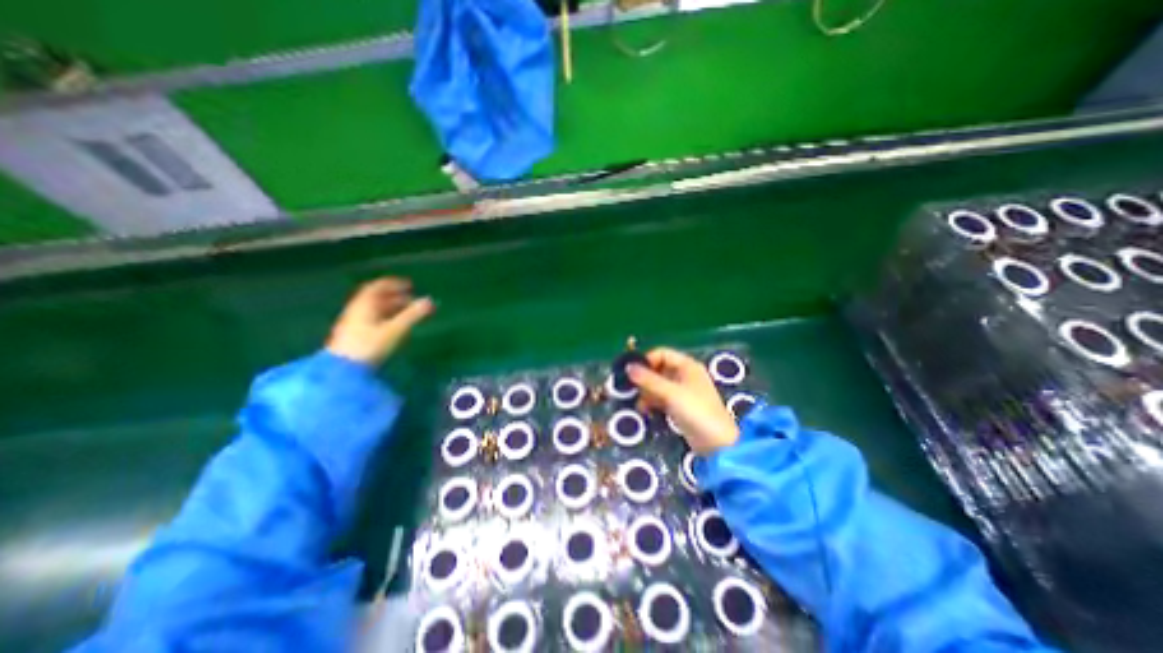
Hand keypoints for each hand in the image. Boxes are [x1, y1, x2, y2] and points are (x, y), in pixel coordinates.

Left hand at [325, 276, 436, 363]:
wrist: (342, 370)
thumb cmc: (370, 345)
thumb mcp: (395, 329)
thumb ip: (413, 315)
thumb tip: (429, 301)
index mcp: (364, 304)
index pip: (377, 287)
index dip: (394, 284)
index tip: (410, 285)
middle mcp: (357, 310)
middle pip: (376, 298)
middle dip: (396, 297)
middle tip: (412, 300)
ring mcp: (354, 323)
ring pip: (374, 310)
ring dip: (392, 308)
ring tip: (408, 313)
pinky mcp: (354, 336)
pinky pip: (372, 320)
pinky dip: (386, 318)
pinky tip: (395, 327)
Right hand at [632, 347, 740, 454]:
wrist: (717, 443)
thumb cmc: (696, 411)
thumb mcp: (671, 393)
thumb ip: (649, 380)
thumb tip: (628, 367)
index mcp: (687, 366)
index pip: (662, 354)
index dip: (647, 360)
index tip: (632, 372)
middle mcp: (685, 375)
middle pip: (659, 369)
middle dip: (645, 378)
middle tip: (632, 389)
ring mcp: (682, 391)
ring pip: (658, 385)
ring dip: (646, 392)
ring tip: (639, 404)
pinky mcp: (679, 406)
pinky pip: (661, 398)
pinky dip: (652, 402)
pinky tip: (645, 410)